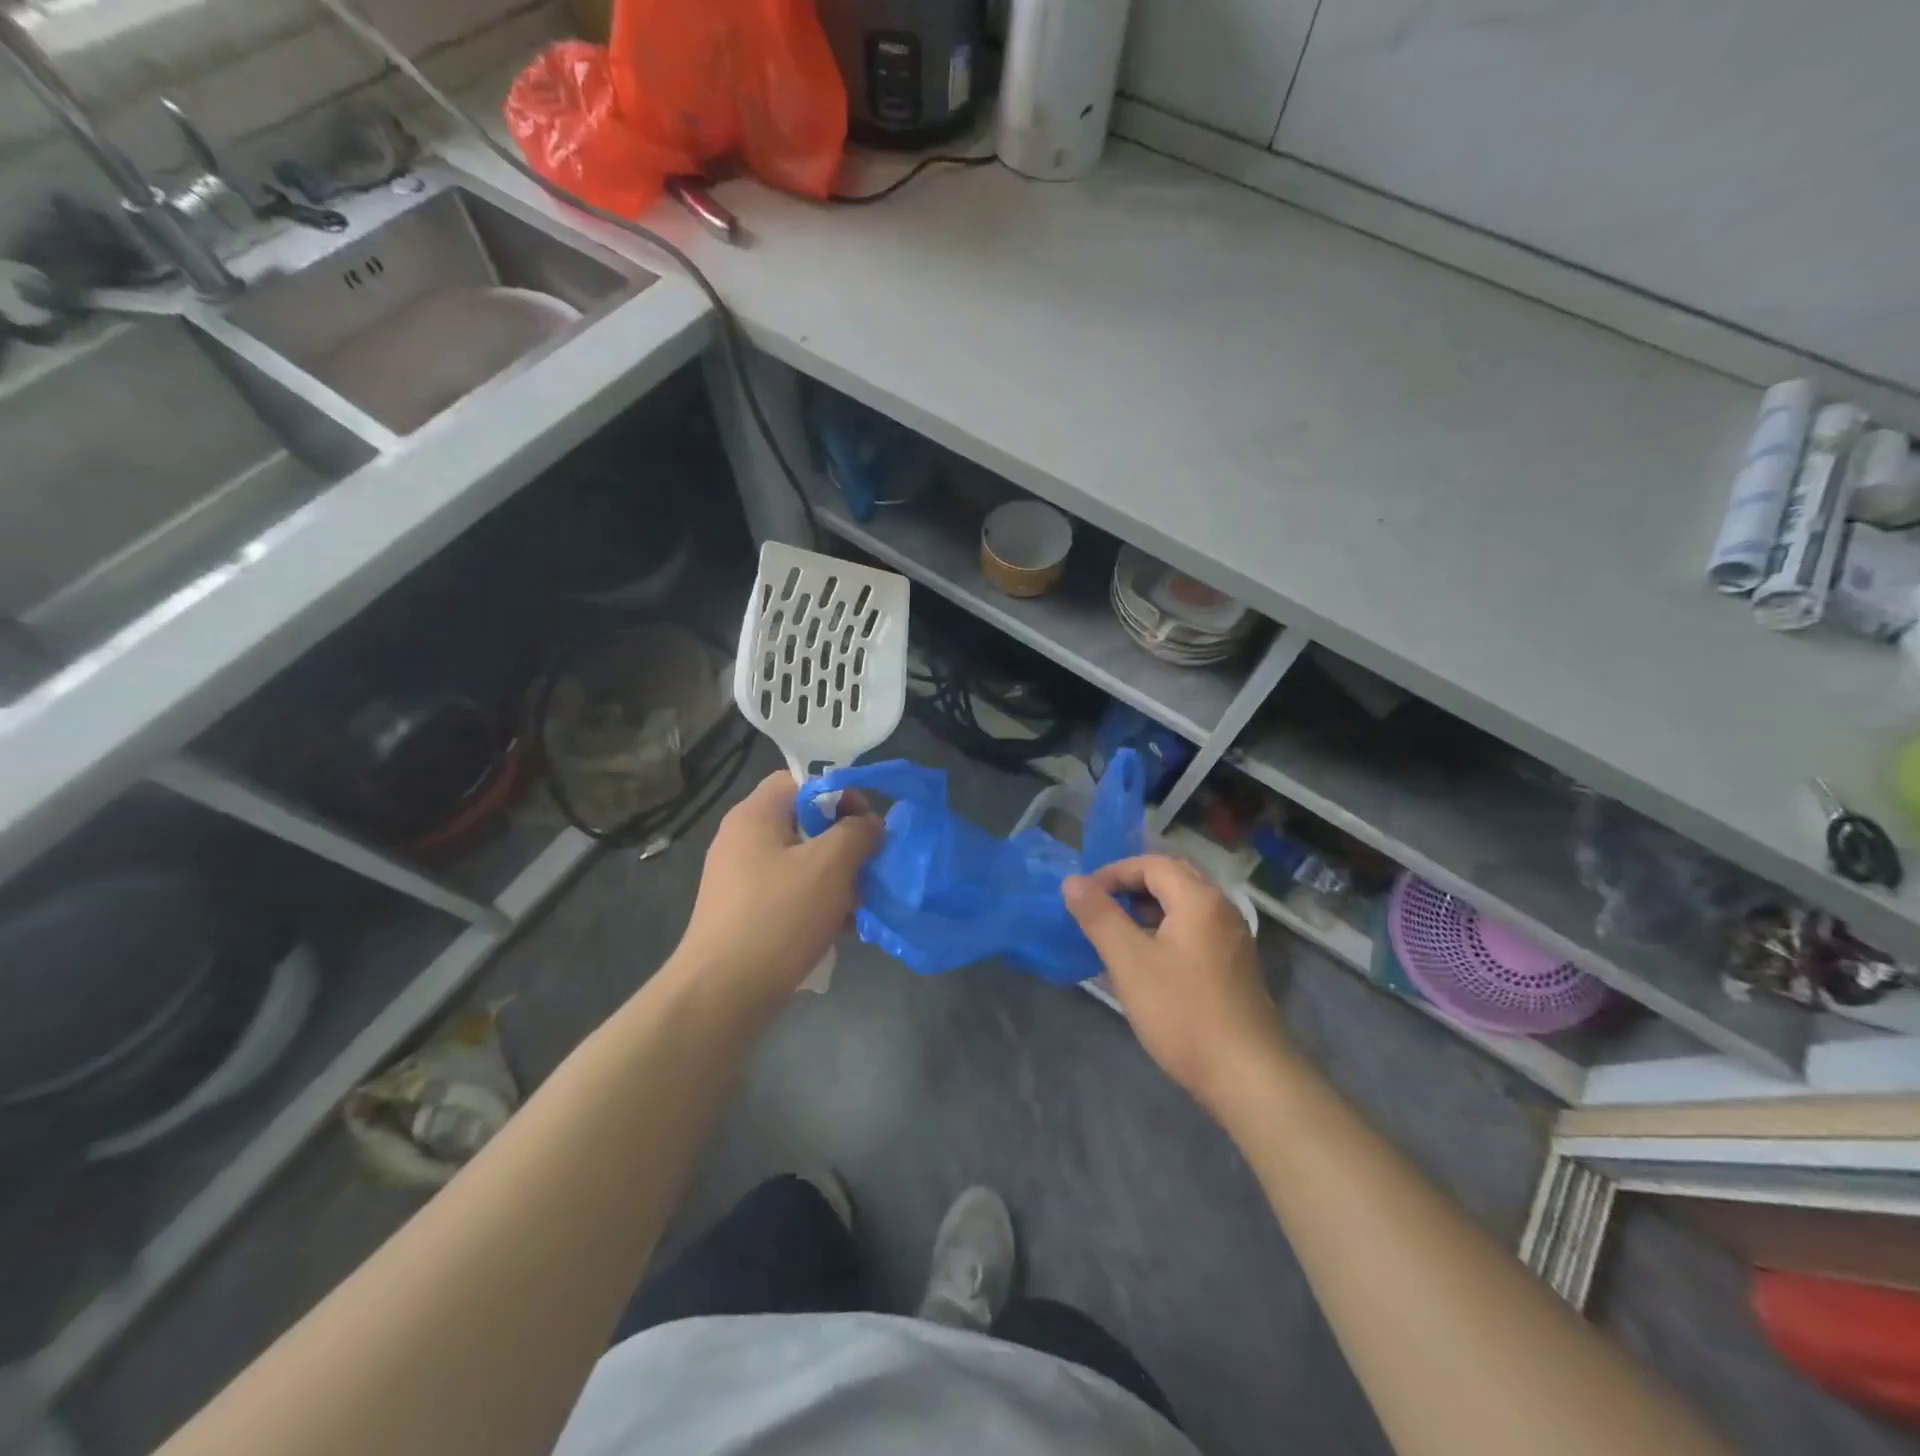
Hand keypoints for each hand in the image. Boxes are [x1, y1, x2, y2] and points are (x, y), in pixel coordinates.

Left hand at [672, 771, 882, 1010]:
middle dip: (843, 844)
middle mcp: (742, 839)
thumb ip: (857, 833)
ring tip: (858, 906)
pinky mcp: (742, 912)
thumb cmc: (779, 916)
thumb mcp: (830, 865)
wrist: (722, 994)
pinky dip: (815, 903)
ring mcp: (739, 878)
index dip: (840, 794)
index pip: (802, 780)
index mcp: (755, 815)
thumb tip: (869, 823)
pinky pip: (788, 893)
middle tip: (867, 869)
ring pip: (801, 862)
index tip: (867, 826)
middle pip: (804, 823)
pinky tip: (838, 930)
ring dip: (835, 879)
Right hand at [1064, 855, 1289, 1114]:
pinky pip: (1194, 930)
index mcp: (1199, 899)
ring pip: (1183, 906)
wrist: (1248, 1076)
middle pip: (1171, 878)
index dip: (1113, 872)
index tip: (1083, 896)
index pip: (1151, 864)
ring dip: (1147, 910)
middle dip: (1130, 887)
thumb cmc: (1183, 1013)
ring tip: (1115, 934)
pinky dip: (1165, 931)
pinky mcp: (1234, 966)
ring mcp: (1232, 938)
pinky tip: (1145, 962)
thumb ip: (1099, 916)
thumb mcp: (1130, 962)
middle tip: (1098, 908)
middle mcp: (1221, 909)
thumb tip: (1072, 881)